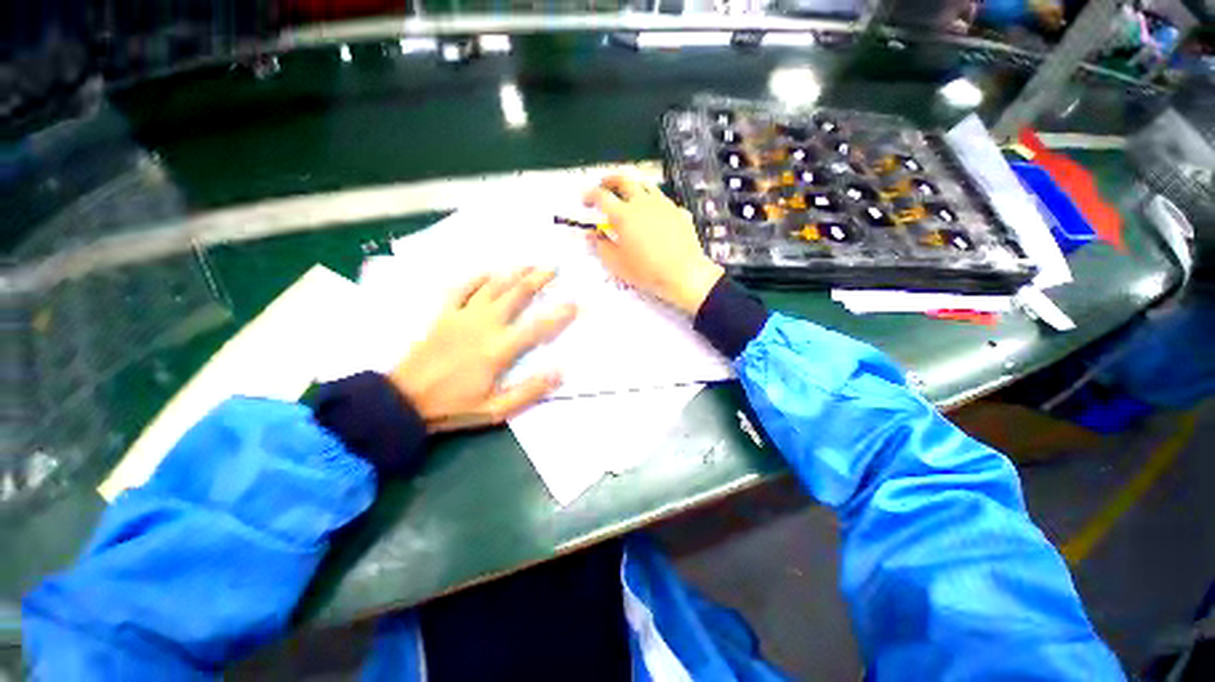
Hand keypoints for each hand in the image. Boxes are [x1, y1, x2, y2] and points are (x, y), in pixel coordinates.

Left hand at [390, 268, 575, 432]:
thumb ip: (529, 391)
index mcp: (499, 349)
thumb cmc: (453, 407)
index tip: (575, 303)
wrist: (403, 401)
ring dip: (513, 274)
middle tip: (554, 268)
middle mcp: (484, 326)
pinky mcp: (443, 315)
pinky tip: (488, 271)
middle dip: (537, 280)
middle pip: (516, 296)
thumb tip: (559, 372)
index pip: (537, 327)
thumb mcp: (496, 410)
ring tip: (529, 263)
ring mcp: (462, 317)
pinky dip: (476, 278)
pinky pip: (461, 289)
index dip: (559, 315)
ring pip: (492, 287)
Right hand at [583, 175, 723, 315]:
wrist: (683, 274)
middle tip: (604, 185)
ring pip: (646, 186)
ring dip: (633, 187)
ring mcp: (663, 204)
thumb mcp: (616, 263)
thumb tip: (593, 233)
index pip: (601, 196)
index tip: (585, 200)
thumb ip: (601, 246)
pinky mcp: (679, 211)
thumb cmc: (646, 271)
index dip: (590, 195)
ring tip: (629, 194)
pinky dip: (653, 202)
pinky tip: (654, 214)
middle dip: (610, 179)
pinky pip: (663, 200)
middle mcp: (642, 203)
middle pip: (624, 180)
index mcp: (623, 215)